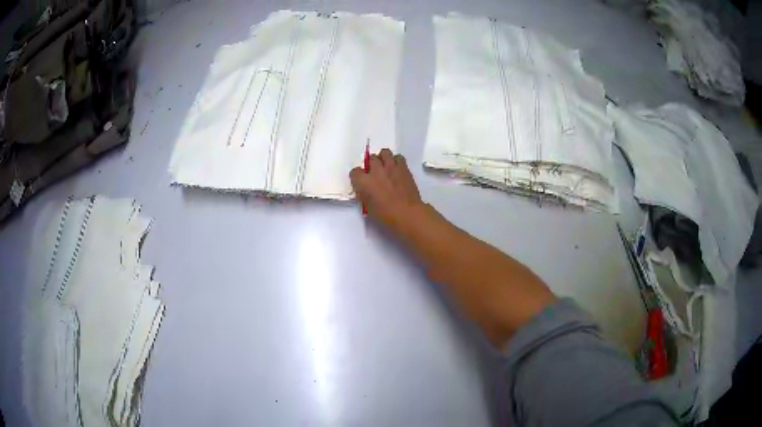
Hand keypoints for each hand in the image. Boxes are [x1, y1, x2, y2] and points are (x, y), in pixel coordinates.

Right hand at [350, 148, 422, 227]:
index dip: (358, 177)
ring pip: (384, 152)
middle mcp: (376, 171)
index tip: (361, 182)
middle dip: (371, 165)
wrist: (407, 213)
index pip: (355, 172)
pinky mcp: (403, 168)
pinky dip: (396, 161)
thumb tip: (364, 188)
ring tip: (386, 167)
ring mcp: (391, 167)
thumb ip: (364, 194)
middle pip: (371, 158)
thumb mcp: (368, 207)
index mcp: (364, 182)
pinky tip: (396, 169)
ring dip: (383, 158)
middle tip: (375, 173)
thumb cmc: (386, 215)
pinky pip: (398, 157)